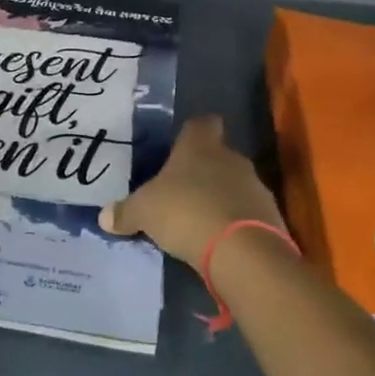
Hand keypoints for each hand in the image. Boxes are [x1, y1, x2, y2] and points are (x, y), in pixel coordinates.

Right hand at [100, 115, 286, 269]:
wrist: (242, 251)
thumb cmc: (186, 212)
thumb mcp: (143, 212)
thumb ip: (125, 212)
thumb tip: (105, 216)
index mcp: (200, 147)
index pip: (202, 124)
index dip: (191, 133)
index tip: (179, 148)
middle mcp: (231, 158)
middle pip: (217, 156)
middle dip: (202, 172)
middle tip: (179, 193)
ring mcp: (255, 187)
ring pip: (233, 184)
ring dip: (219, 198)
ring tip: (197, 222)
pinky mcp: (270, 216)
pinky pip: (246, 213)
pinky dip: (233, 223)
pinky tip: (217, 241)